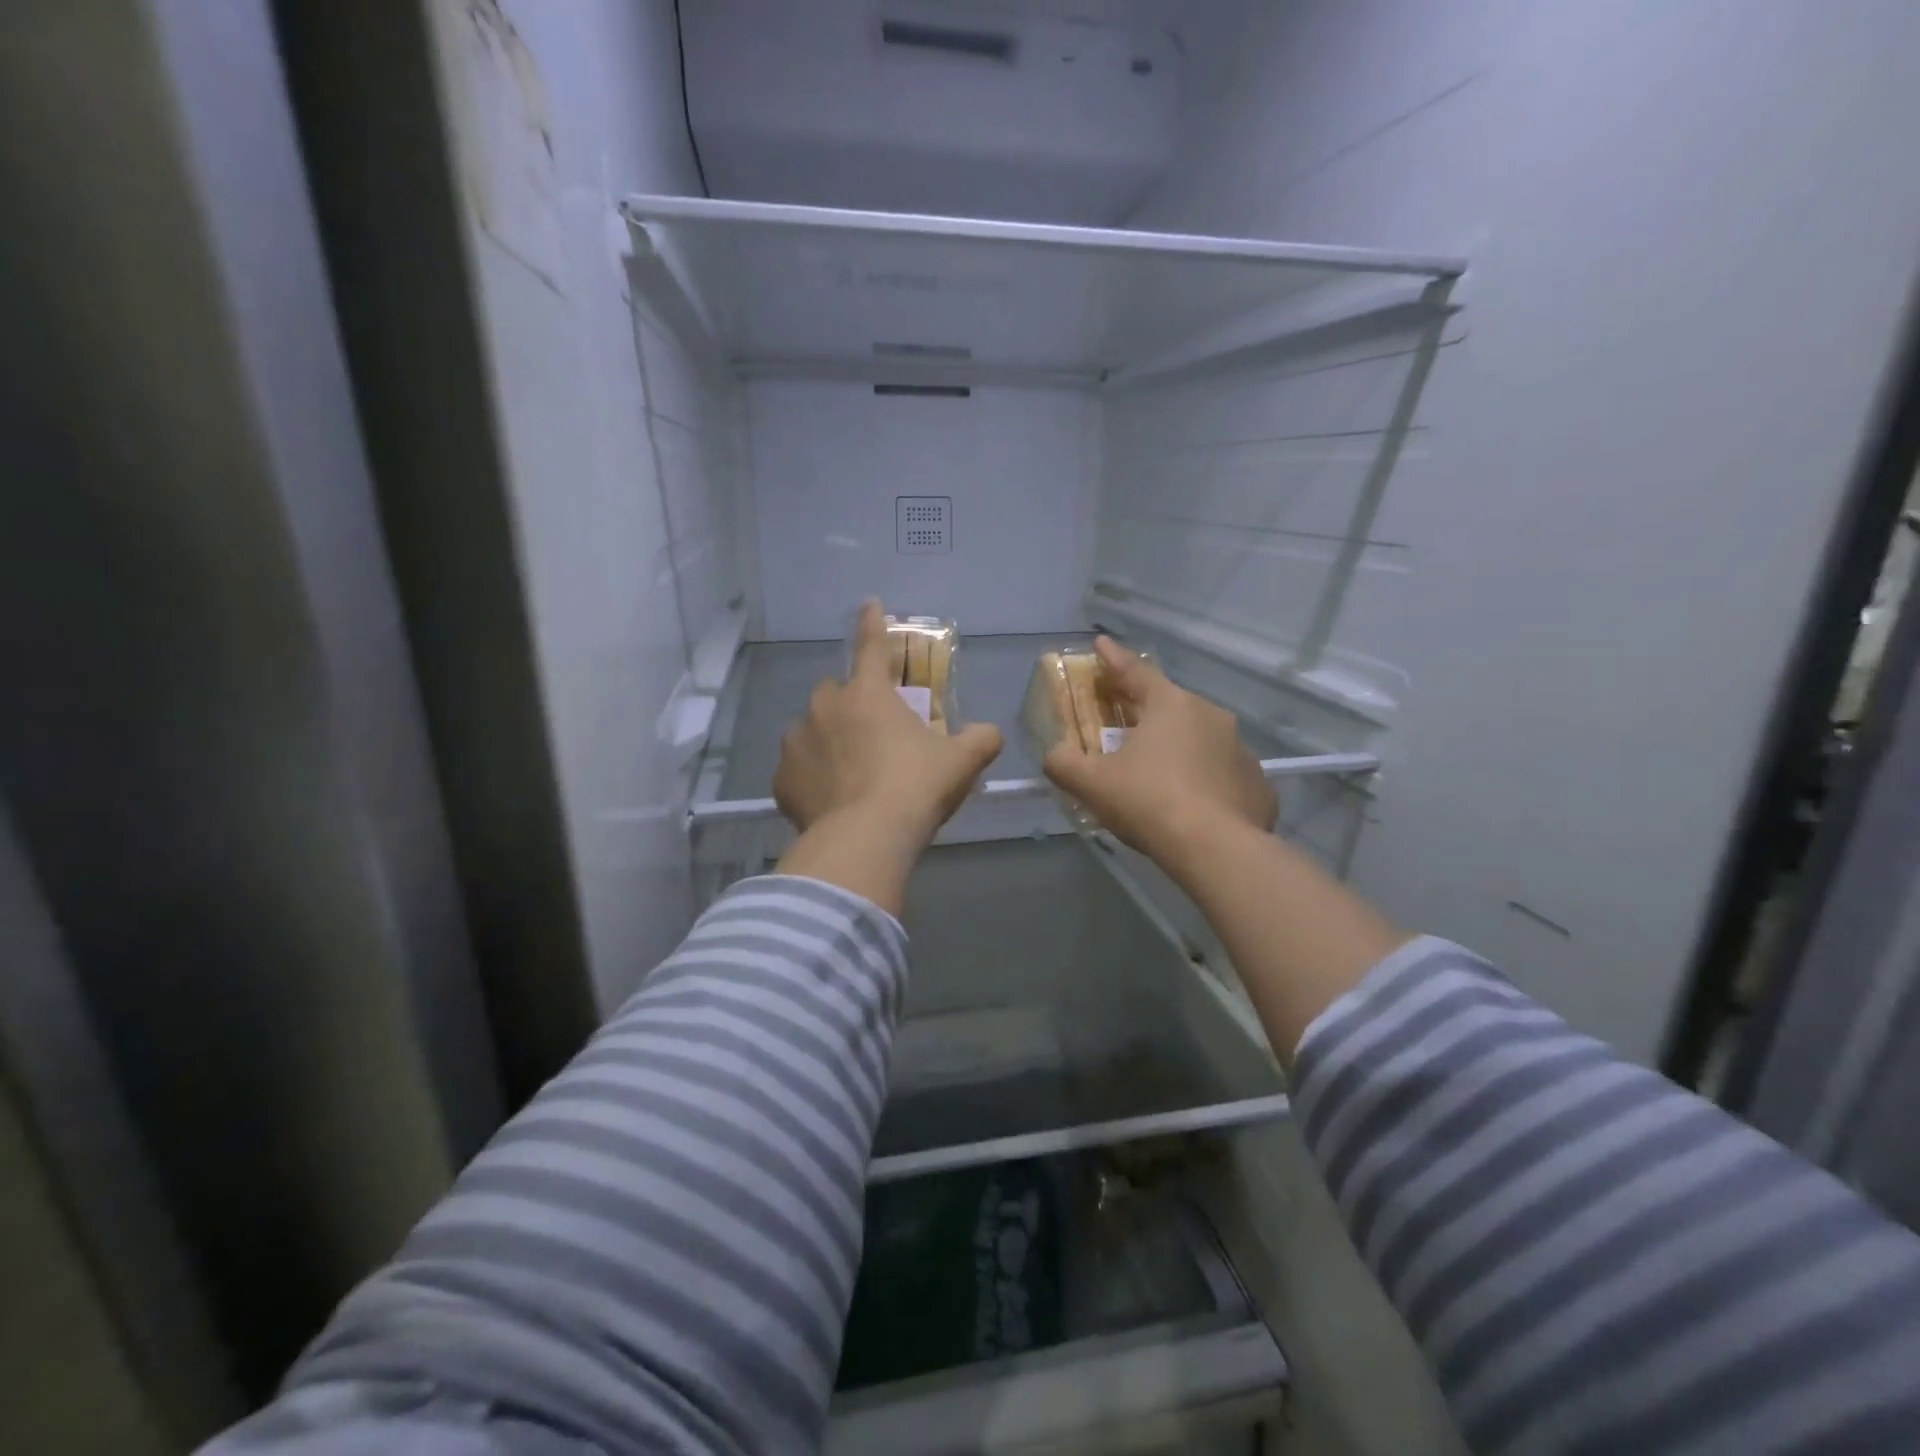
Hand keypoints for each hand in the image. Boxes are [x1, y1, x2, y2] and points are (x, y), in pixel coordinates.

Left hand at [773, 602, 1002, 913]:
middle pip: (835, 693)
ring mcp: (796, 743)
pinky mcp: (781, 780)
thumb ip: (980, 740)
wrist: (865, 839)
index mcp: (868, 693)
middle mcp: (824, 707)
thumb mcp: (960, 763)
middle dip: (851, 706)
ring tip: (850, 777)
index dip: (872, 623)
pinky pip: (797, 771)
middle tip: (872, 737)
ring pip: (811, 731)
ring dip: (828, 742)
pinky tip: (831, 802)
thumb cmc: (915, 788)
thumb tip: (989, 733)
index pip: (871, 646)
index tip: (869, 603)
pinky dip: (812, 779)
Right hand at [1042, 638, 1276, 875]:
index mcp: (1170, 705)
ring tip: (1159, 777)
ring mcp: (1240, 749)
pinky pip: (1222, 774)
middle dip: (1145, 713)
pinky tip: (1192, 806)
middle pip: (1169, 706)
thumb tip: (1055, 755)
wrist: (1217, 850)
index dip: (1112, 658)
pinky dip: (1204, 781)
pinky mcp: (1257, 784)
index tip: (1100, 643)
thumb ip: (1063, 763)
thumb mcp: (1091, 783)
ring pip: (1199, 740)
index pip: (1135, 671)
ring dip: (1177, 749)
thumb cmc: (1149, 802)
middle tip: (1123, 727)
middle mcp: (1211, 716)